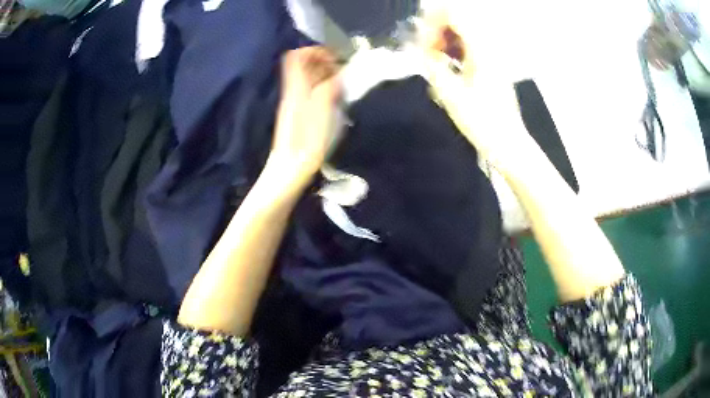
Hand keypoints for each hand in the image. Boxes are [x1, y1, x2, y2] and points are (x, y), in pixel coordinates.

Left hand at [269, 46, 340, 183]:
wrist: (290, 168)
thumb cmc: (307, 140)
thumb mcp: (322, 109)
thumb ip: (329, 86)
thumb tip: (338, 74)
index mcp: (295, 87)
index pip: (297, 56)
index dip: (315, 51)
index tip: (334, 57)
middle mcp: (292, 91)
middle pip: (302, 66)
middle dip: (323, 62)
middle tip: (341, 70)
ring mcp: (293, 103)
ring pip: (307, 79)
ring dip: (324, 75)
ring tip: (342, 84)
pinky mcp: (298, 115)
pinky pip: (309, 92)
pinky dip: (322, 89)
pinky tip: (335, 99)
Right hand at [420, 3, 532, 168]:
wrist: (507, 142)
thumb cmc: (481, 121)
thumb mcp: (450, 94)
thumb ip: (430, 64)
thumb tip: (414, 47)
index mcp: (481, 49)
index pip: (454, 14)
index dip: (431, 22)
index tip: (421, 41)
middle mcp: (488, 46)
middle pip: (457, 20)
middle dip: (435, 30)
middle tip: (425, 52)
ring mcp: (492, 55)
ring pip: (463, 32)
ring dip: (443, 40)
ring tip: (433, 60)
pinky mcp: (492, 64)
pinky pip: (469, 45)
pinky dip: (453, 49)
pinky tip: (446, 65)